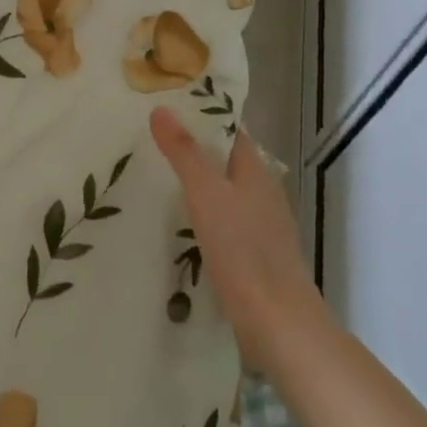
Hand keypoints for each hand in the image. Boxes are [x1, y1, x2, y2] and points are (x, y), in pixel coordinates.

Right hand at [150, 108, 316, 368]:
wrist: (277, 321)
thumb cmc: (242, 249)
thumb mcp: (206, 193)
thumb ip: (185, 152)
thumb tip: (162, 109)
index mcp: (256, 172)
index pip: (231, 130)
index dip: (204, 115)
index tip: (168, 105)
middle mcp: (263, 193)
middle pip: (227, 161)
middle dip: (195, 148)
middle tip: (150, 140)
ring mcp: (261, 226)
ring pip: (225, 192)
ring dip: (197, 183)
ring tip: (155, 177)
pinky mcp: (254, 255)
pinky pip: (224, 221)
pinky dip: (202, 214)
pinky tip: (178, 223)